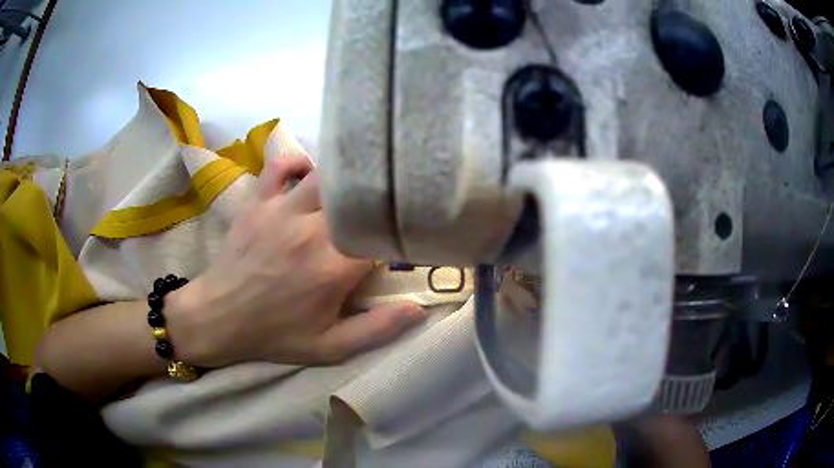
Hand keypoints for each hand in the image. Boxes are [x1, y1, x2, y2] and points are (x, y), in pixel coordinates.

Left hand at [166, 155, 425, 367]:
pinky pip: (280, 165)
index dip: (395, 235)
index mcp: (334, 268)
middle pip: (356, 198)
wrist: (219, 317)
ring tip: (347, 194)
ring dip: (340, 182)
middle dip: (372, 202)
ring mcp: (281, 211)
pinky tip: (308, 174)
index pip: (380, 234)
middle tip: (377, 211)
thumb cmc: (275, 334)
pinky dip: (298, 163)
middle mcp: (311, 231)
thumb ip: (377, 329)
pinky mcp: (258, 202)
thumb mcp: (330, 347)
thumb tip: (420, 308)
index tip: (397, 241)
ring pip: (324, 176)